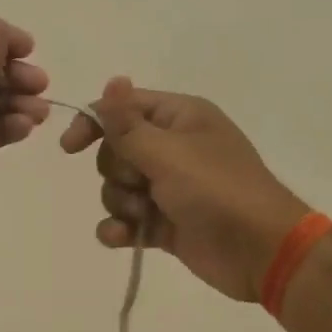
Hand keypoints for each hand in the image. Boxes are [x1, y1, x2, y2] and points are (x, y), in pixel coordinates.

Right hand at [60, 77, 311, 301]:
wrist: (261, 251)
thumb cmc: (217, 190)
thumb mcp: (168, 153)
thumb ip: (128, 124)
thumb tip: (112, 80)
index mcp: (179, 118)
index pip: (122, 108)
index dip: (93, 124)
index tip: (70, 148)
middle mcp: (173, 147)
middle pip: (116, 150)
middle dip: (118, 171)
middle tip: (142, 184)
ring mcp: (169, 187)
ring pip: (118, 187)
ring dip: (123, 202)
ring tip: (146, 216)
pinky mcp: (166, 222)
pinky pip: (127, 219)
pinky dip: (121, 228)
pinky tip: (122, 237)